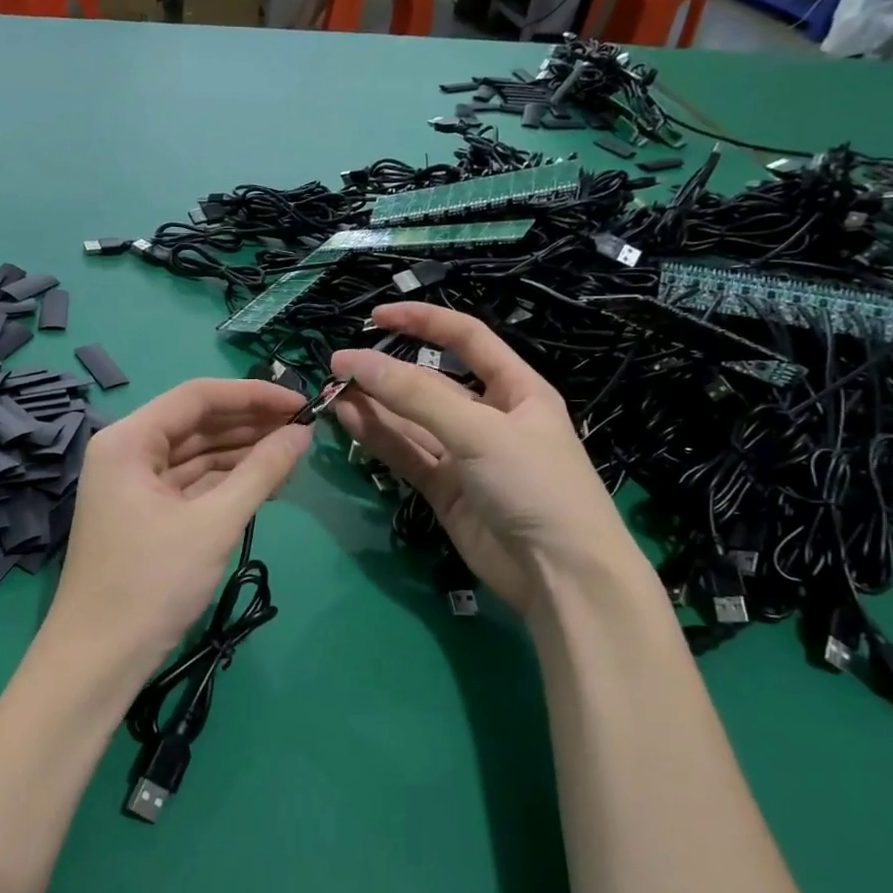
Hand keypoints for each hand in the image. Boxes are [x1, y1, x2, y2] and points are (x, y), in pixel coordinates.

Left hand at [41, 378, 310, 676]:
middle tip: (305, 429)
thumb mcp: (214, 523)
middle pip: (196, 423)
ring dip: (242, 453)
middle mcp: (127, 451)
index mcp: (129, 440)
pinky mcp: (144, 513)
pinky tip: (265, 482)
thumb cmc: (152, 584)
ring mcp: (133, 484)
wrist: (99, 660)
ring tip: (294, 454)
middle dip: (250, 425)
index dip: (253, 395)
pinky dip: (226, 482)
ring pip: (195, 454)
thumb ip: (261, 472)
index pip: (197, 397)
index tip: (301, 402)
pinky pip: (191, 483)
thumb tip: (303, 432)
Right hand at [332, 303, 634, 614]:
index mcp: (516, 389)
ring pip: (411, 422)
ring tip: (331, 392)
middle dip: (386, 373)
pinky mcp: (445, 490)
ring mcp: (465, 456)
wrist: (561, 575)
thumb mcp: (478, 430)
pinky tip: (348, 421)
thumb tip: (354, 361)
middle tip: (337, 368)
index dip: (423, 322)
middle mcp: (489, 418)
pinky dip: (378, 439)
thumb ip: (414, 396)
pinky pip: (406, 455)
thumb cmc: (534, 484)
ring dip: (374, 406)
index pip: (466, 339)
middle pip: (429, 385)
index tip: (376, 317)